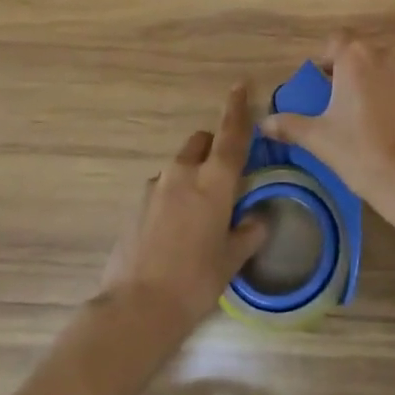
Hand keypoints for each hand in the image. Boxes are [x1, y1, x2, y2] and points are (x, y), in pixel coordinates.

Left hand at [100, 84, 268, 336]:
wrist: (137, 308)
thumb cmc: (196, 281)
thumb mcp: (232, 259)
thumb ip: (249, 232)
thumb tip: (259, 218)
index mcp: (215, 181)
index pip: (231, 135)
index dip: (237, 109)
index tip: (240, 86)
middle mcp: (184, 173)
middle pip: (201, 142)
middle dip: (214, 147)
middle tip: (225, 174)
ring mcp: (156, 187)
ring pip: (180, 164)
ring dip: (193, 173)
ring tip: (200, 210)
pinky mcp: (136, 206)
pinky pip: (163, 188)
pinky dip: (173, 195)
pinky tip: (176, 228)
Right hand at [262, 33, 394, 213]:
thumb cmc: (361, 151)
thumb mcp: (319, 139)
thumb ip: (290, 125)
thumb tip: (264, 124)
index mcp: (357, 57)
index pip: (337, 40)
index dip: (328, 59)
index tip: (324, 84)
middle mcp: (389, 54)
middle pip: (365, 54)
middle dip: (354, 73)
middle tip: (345, 104)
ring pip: (391, 70)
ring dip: (380, 84)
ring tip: (373, 117)